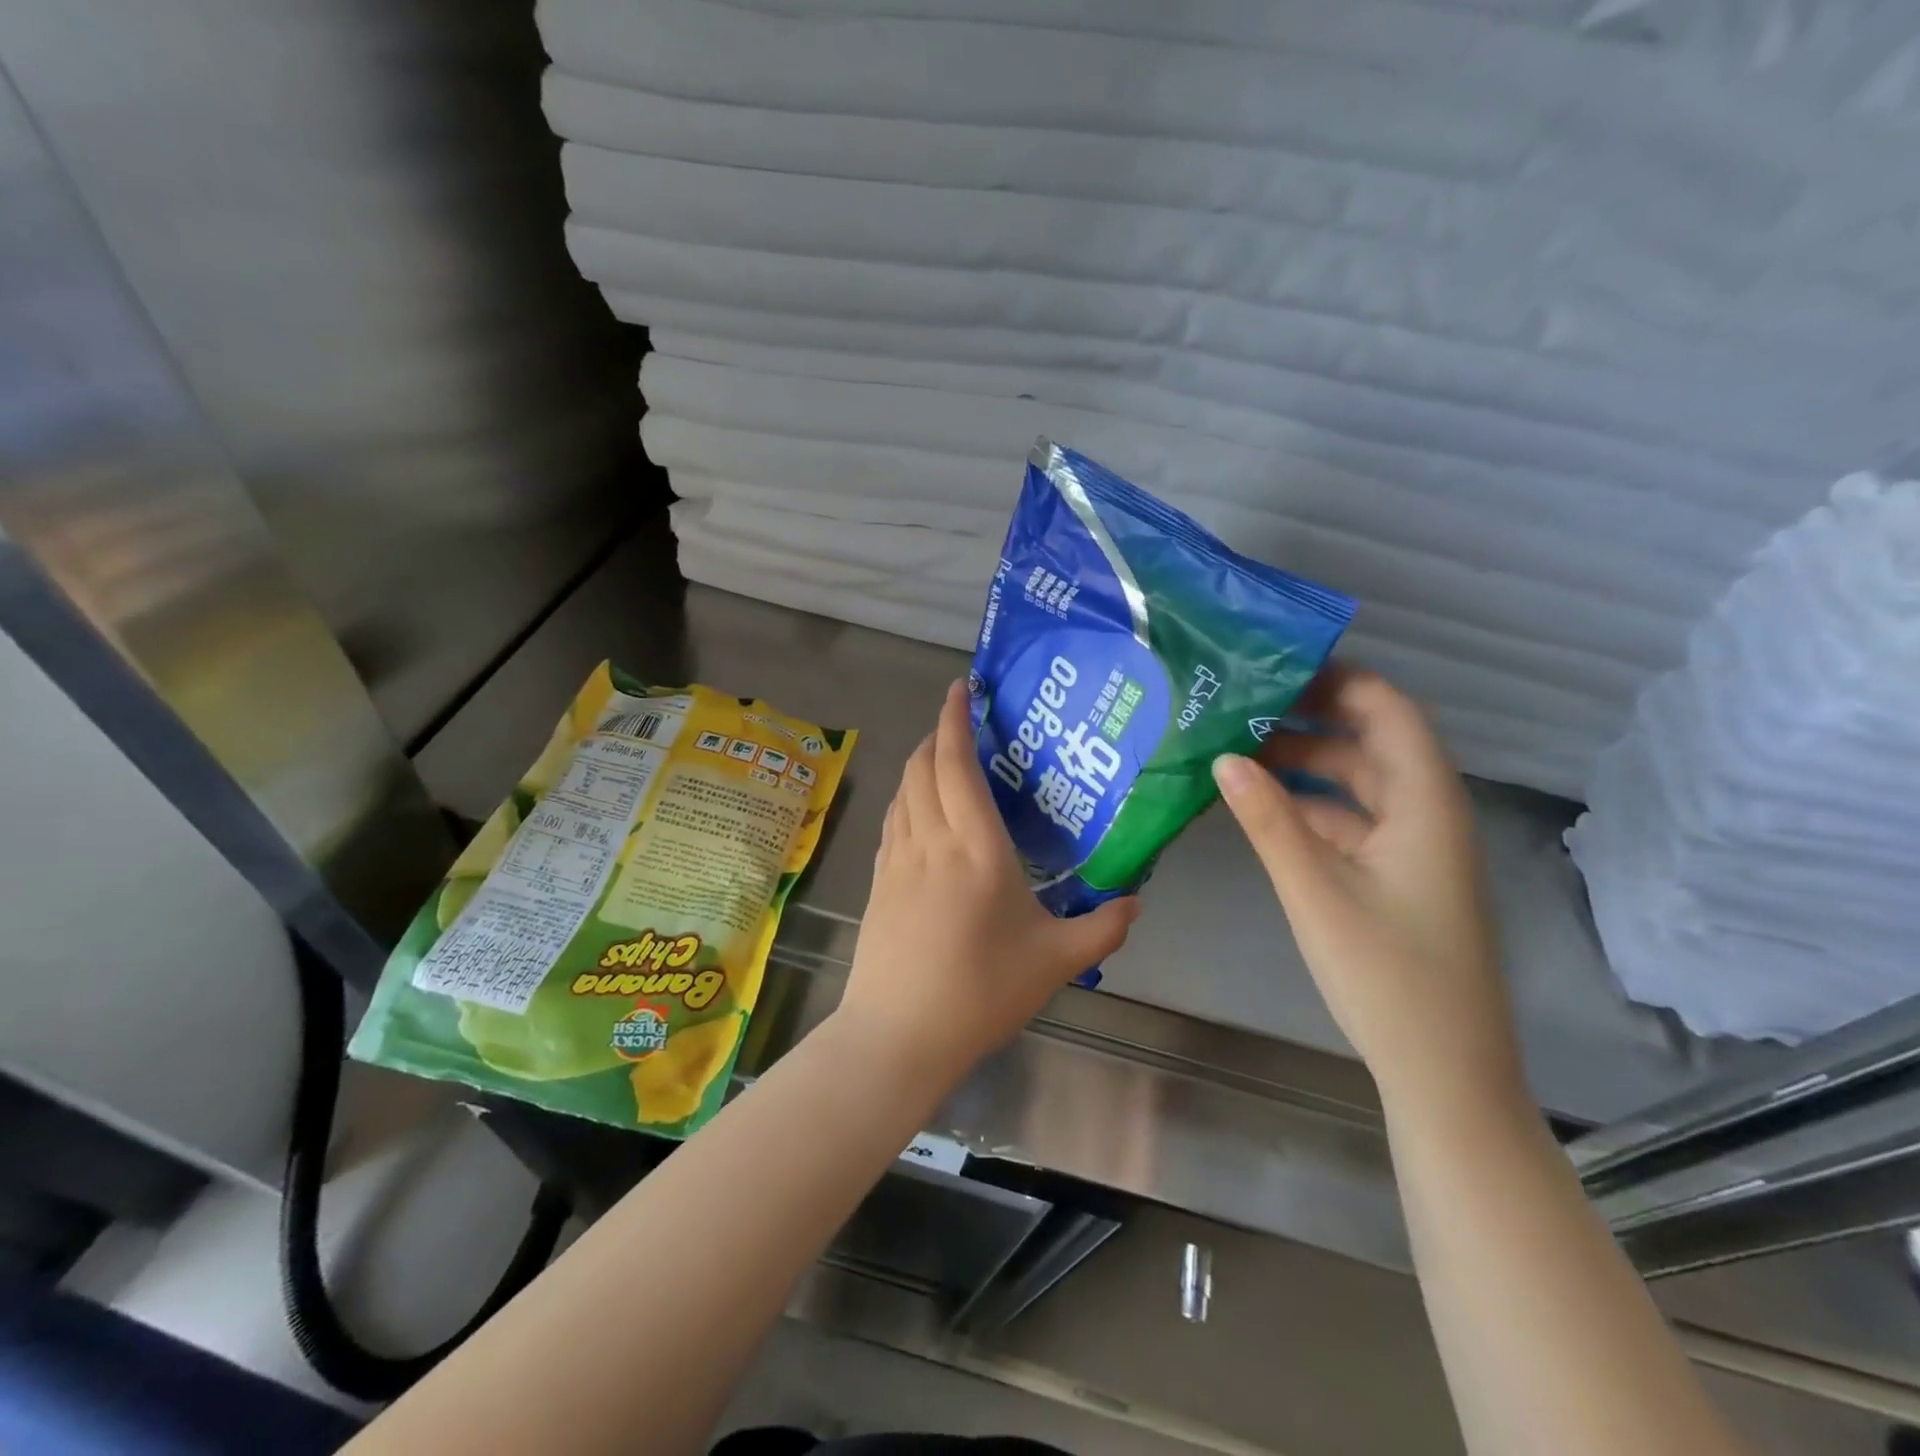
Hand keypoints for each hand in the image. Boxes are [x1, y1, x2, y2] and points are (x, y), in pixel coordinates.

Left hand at [837, 681, 1139, 1080]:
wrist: (898, 1034)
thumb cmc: (981, 991)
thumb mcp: (1055, 961)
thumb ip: (1103, 927)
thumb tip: (1135, 902)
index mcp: (975, 847)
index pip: (957, 764)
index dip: (955, 719)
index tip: (960, 689)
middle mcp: (930, 840)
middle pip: (923, 767)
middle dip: (939, 734)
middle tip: (962, 723)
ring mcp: (896, 860)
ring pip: (903, 791)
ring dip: (920, 764)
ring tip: (942, 759)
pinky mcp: (877, 882)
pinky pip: (892, 821)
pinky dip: (906, 798)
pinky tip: (919, 811)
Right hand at [1211, 668, 1522, 1107]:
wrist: (1443, 1071)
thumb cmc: (1387, 974)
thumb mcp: (1315, 890)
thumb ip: (1268, 820)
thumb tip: (1223, 757)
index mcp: (1425, 803)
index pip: (1388, 711)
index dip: (1338, 682)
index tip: (1274, 667)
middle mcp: (1426, 814)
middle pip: (1368, 744)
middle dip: (1307, 721)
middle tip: (1237, 708)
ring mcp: (1413, 849)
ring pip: (1356, 785)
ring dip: (1303, 767)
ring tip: (1235, 753)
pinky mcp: (1397, 879)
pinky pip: (1351, 822)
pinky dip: (1309, 808)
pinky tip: (1260, 810)